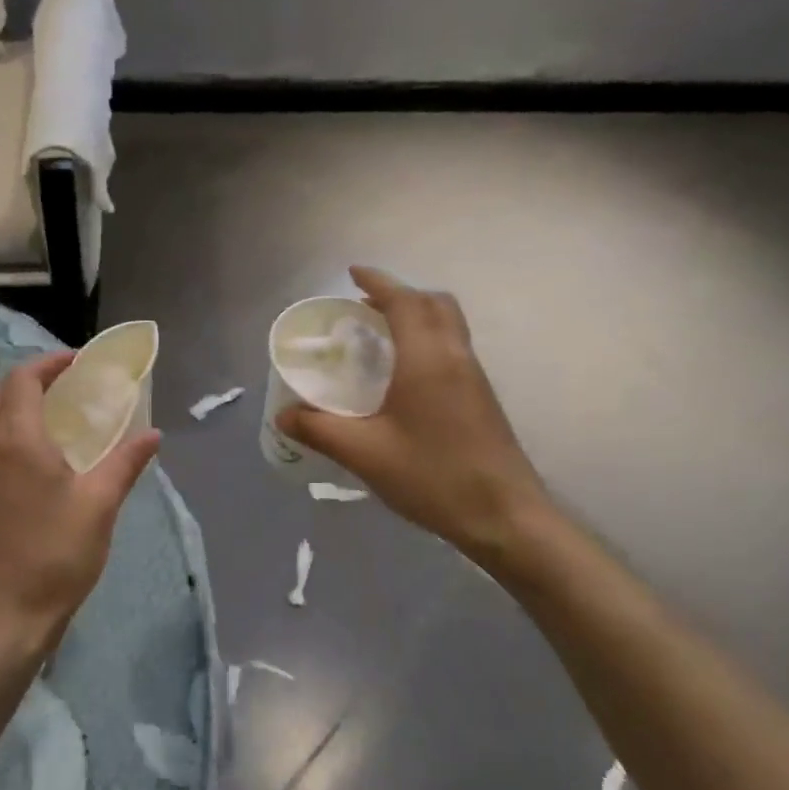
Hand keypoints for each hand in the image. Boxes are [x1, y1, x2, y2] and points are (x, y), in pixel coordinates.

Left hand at [0, 352, 160, 658]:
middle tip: (74, 384)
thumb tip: (152, 434)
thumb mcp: (98, 507)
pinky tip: (44, 457)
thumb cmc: (53, 558)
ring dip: (23, 404)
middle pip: (3, 393)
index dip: (50, 363)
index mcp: (16, 442)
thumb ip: (125, 463)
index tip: (80, 362)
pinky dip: (14, 431)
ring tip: (63, 416)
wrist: (0, 618)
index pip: (23, 380)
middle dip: (36, 378)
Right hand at [275, 267, 549, 564]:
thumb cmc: (432, 476)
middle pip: (434, 304)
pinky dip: (427, 340)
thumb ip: (320, 429)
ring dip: (416, 316)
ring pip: (448, 325)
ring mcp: (474, 377)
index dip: (378, 282)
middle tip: (365, 307)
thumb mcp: (364, 453)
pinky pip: (453, 348)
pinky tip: (404, 376)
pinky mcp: (482, 398)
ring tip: (379, 336)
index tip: (352, 273)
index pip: (404, 302)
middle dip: (400, 295)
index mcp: (427, 359)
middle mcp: (455, 357)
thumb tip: (284, 414)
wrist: (504, 516)